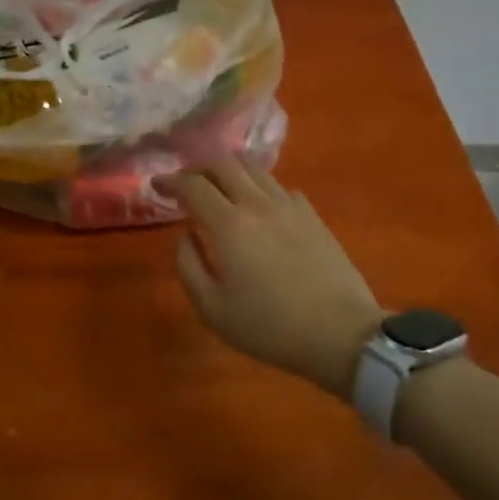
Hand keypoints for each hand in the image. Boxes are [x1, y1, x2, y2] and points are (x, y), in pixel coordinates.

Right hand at [166, 160, 384, 397]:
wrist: (341, 334)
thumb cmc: (270, 327)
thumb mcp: (213, 309)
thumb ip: (189, 265)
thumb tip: (184, 234)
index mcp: (229, 224)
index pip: (192, 185)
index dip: (170, 180)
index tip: (157, 186)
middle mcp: (258, 203)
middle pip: (223, 164)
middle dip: (199, 169)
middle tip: (187, 186)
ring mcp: (290, 206)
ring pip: (254, 170)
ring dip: (230, 173)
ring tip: (221, 191)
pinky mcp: (313, 216)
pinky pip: (280, 187)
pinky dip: (260, 188)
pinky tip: (260, 207)